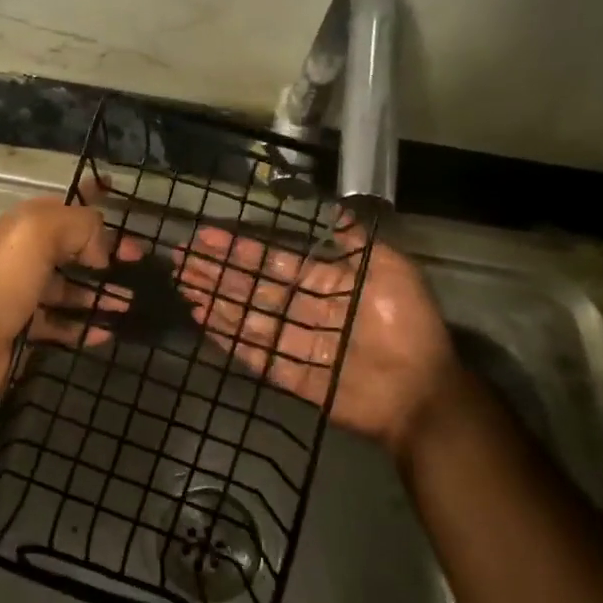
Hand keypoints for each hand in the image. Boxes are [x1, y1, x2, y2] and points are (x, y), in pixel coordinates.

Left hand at [0, 196, 131, 397]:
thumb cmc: (8, 279)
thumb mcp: (42, 234)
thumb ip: (80, 226)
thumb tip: (102, 250)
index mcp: (24, 227)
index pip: (64, 208)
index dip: (93, 206)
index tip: (123, 213)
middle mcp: (23, 256)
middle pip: (71, 250)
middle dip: (105, 253)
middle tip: (139, 262)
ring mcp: (24, 294)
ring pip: (70, 289)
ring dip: (100, 294)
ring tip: (131, 302)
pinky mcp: (27, 328)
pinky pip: (62, 325)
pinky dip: (85, 327)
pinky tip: (107, 332)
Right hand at [174, 222, 464, 460]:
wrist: (420, 392)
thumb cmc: (407, 326)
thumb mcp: (391, 270)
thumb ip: (358, 243)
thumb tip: (336, 209)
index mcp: (324, 284)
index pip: (272, 262)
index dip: (239, 249)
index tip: (207, 236)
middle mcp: (303, 311)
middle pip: (251, 289)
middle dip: (217, 274)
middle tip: (181, 261)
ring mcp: (293, 344)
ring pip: (246, 317)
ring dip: (215, 301)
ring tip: (184, 286)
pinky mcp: (288, 375)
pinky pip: (253, 353)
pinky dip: (228, 337)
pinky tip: (204, 321)